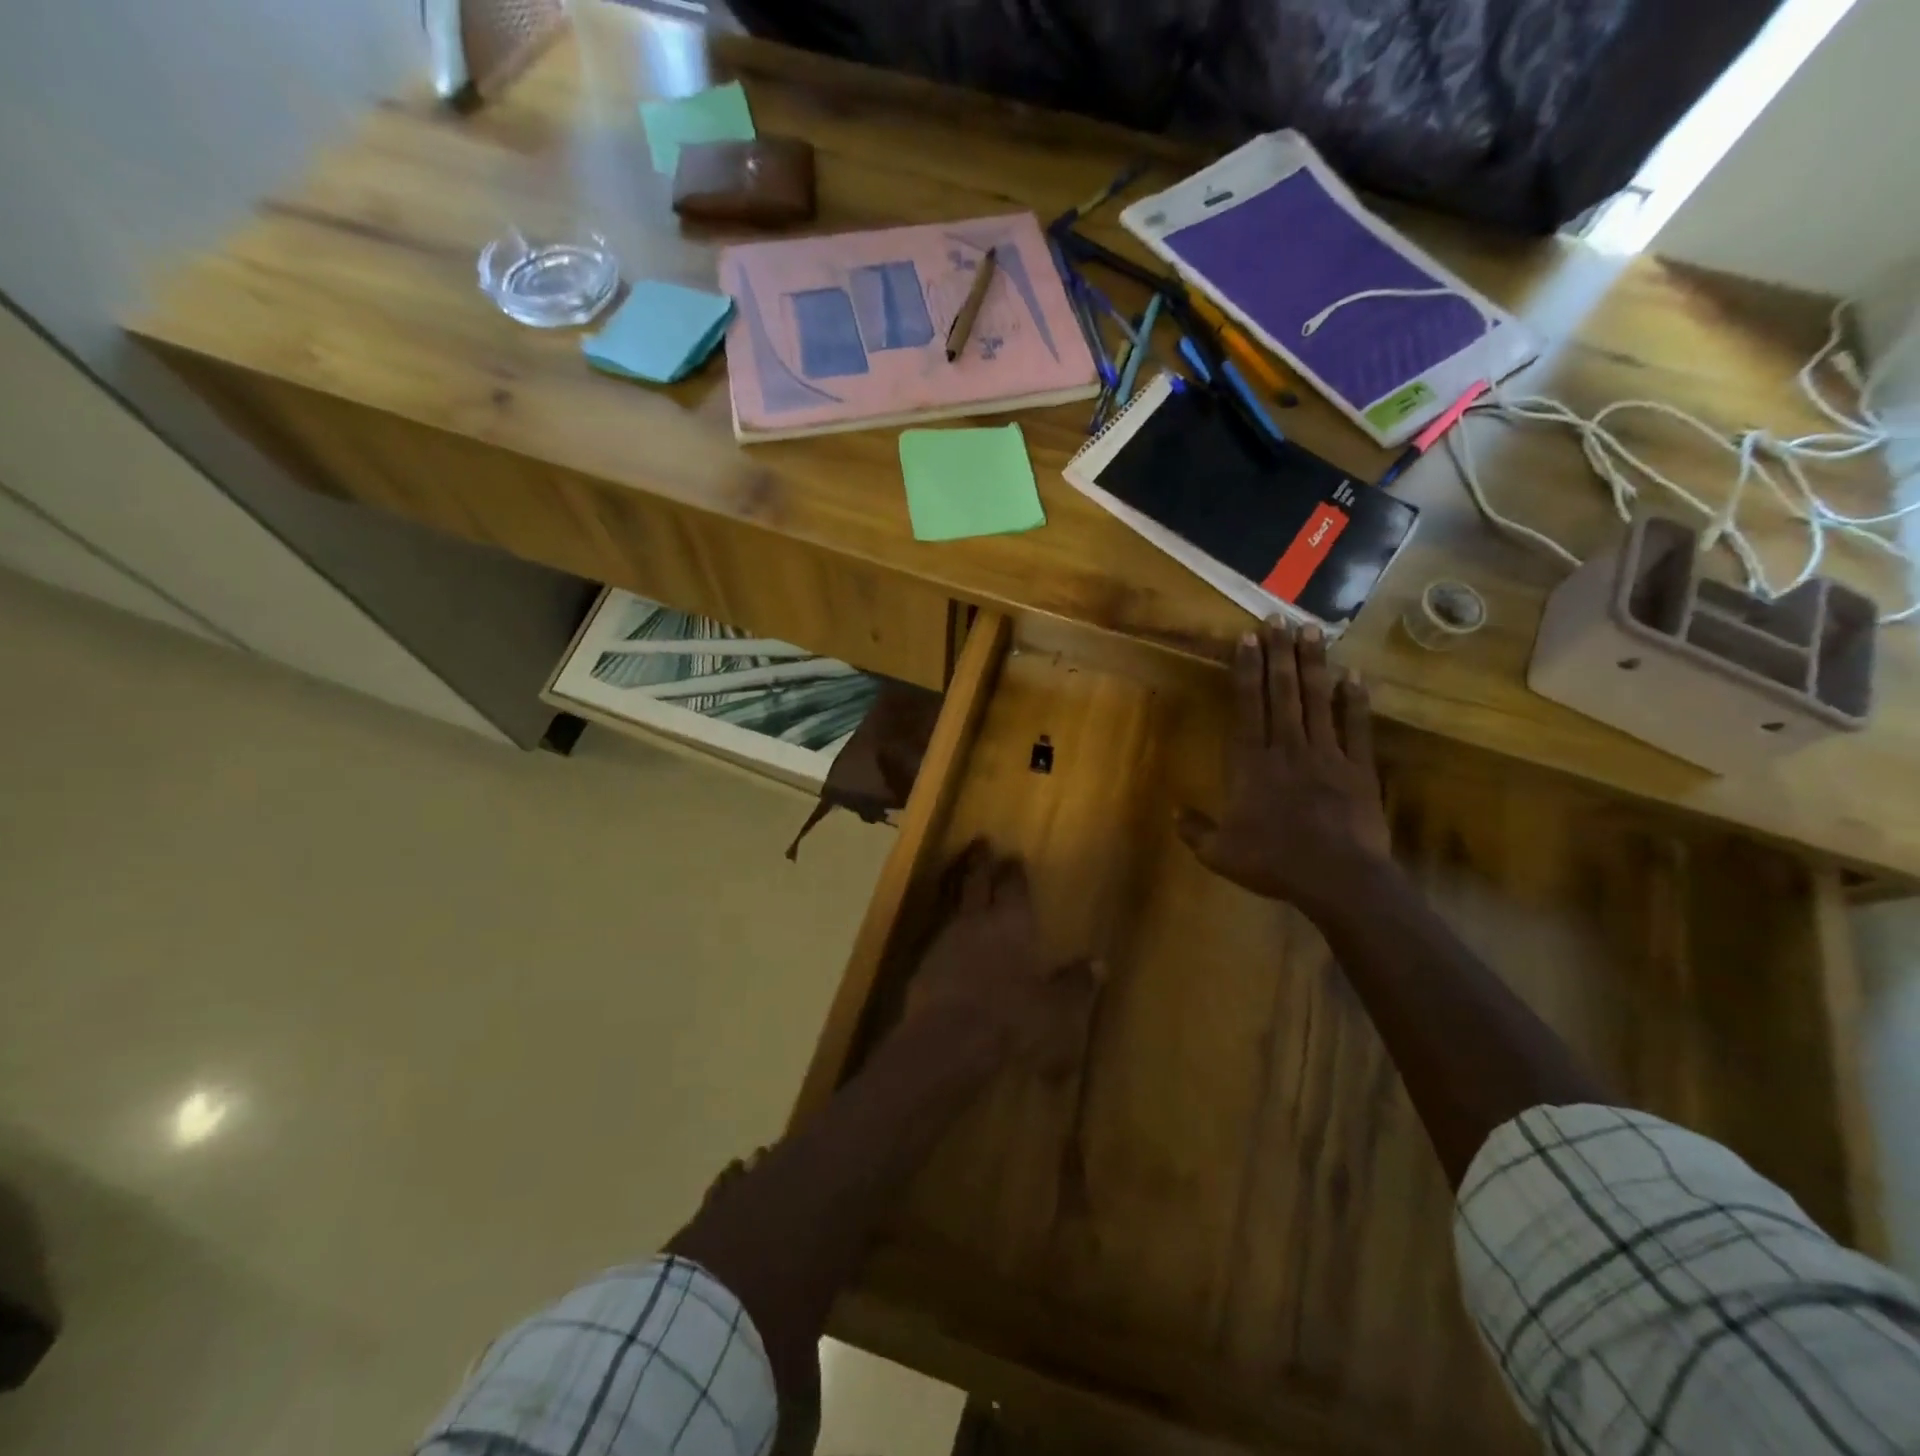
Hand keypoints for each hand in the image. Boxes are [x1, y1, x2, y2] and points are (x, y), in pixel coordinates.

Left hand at [904, 840, 1099, 1075]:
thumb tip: (1099, 965)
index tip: (1013, 856)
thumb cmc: (1011, 1019)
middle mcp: (978, 920)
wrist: (948, 1039)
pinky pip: (936, 930)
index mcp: (1012, 924)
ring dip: (956, 884)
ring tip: (958, 874)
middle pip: (976, 881)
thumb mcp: (1055, 1008)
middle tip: (980, 841)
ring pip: (951, 899)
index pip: (1013, 887)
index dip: (1014, 871)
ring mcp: (946, 937)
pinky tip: (945, 930)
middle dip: (980, 860)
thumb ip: (1075, 984)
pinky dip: (943, 922)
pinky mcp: (924, 959)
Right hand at [1177, 620, 1391, 914]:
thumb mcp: (1220, 853)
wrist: (1337, 879)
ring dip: (1313, 664)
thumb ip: (1195, 830)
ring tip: (1311, 630)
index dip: (1246, 670)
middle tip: (1278, 618)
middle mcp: (1287, 748)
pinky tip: (1354, 675)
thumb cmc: (1273, 862)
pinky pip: (1356, 727)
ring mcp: (1327, 755)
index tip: (1247, 638)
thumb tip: (1175, 812)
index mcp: (1251, 764)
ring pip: (1317, 700)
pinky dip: (1354, 701)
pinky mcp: (1358, 769)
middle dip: (1278, 653)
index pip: (1247, 706)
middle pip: (1282, 692)